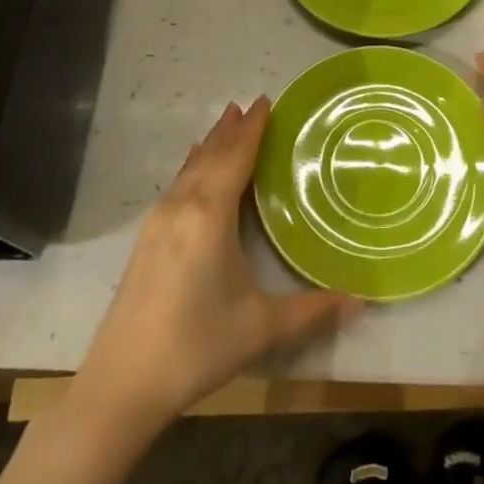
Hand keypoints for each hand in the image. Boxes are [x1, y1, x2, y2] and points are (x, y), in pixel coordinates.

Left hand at [73, 97, 360, 433]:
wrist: (121, 384)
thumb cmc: (196, 346)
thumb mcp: (261, 328)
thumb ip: (312, 310)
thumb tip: (362, 301)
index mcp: (209, 214)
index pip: (235, 157)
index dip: (252, 128)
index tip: (266, 100)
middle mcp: (181, 207)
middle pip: (210, 156)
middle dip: (232, 129)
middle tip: (250, 104)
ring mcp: (158, 223)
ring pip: (189, 169)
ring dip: (211, 145)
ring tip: (225, 123)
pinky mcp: (146, 241)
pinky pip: (176, 186)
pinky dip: (192, 167)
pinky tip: (192, 171)